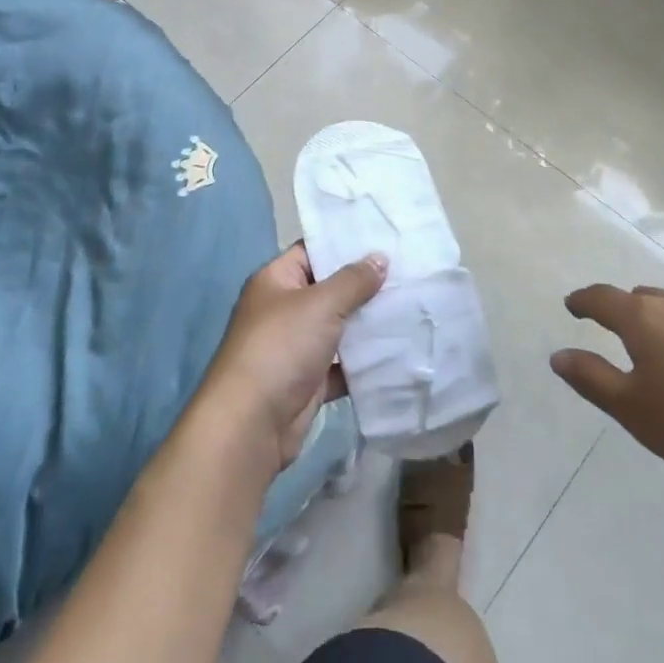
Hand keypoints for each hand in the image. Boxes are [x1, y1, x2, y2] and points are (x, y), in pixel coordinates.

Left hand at [197, 243, 386, 473]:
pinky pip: (342, 365)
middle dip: (364, 285)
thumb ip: (353, 281)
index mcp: (276, 280)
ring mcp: (295, 347)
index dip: (344, 245)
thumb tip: (379, 257)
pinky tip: (398, 352)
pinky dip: (364, 362)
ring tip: (411, 306)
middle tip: (408, 273)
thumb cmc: (281, 347)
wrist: (252, 423)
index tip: (383, 239)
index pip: (312, 251)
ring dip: (367, 324)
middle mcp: (284, 309)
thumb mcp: (320, 304)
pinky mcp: (308, 381)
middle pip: (329, 290)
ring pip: (338, 328)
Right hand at [551, 285, 663, 503]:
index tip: (572, 306)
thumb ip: (592, 379)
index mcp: (644, 320)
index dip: (583, 301)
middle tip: (616, 332)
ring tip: (663, 356)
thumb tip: (558, 356)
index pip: (603, 298)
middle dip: (624, 310)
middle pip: (643, 298)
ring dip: (663, 325)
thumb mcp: (633, 410)